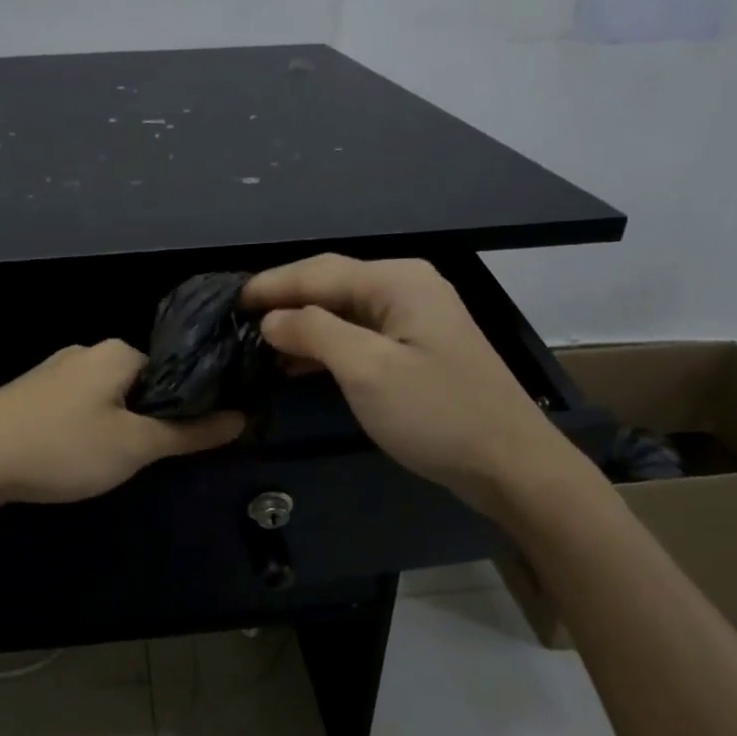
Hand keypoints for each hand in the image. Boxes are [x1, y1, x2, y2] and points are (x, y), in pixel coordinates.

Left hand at [0, 340, 243, 511]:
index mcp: (117, 351)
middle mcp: (86, 352)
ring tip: (109, 465)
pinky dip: (85, 431)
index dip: (188, 405)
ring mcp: (52, 372)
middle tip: (147, 459)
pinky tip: (74, 458)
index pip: (173, 370)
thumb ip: (188, 432)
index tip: (190, 441)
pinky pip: (76, 409)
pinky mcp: (28, 396)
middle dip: (149, 420)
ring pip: (106, 399)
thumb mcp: (134, 446)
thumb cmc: (62, 447)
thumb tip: (241, 418)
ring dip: (116, 428)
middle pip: (140, 385)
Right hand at [244, 254, 588, 506]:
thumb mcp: (366, 370)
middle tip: (236, 321)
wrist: (509, 464)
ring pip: (343, 311)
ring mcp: (415, 318)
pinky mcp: (416, 349)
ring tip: (257, 343)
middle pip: (331, 284)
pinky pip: (359, 335)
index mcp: (397, 280)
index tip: (227, 301)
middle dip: (283, 301)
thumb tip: (271, 318)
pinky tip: (297, 363)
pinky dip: (325, 346)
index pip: (318, 271)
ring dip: (301, 325)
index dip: (270, 285)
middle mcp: (406, 287)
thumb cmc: (435, 413)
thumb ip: (314, 332)